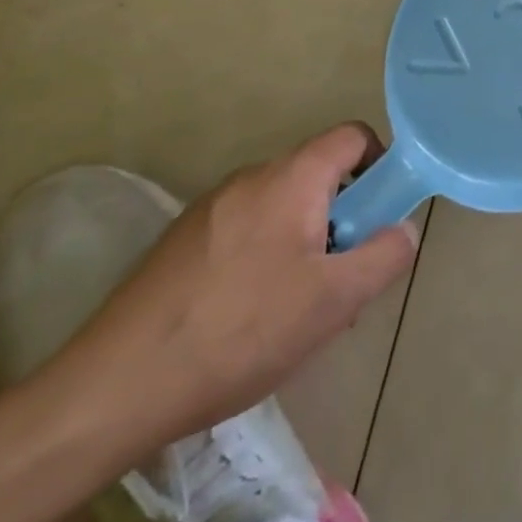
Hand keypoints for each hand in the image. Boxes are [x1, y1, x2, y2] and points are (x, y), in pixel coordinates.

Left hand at [57, 123, 417, 455]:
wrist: (117, 385)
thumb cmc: (242, 331)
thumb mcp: (334, 301)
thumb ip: (384, 256)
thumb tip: (404, 229)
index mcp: (291, 178)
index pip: (352, 136)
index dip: (380, 165)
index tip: (382, 217)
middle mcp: (251, 178)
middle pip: (319, 177)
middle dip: (343, 221)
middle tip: (342, 282)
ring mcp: (211, 208)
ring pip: (283, 209)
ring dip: (306, 244)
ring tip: (296, 313)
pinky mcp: (183, 241)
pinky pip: (247, 231)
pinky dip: (267, 258)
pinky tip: (250, 319)